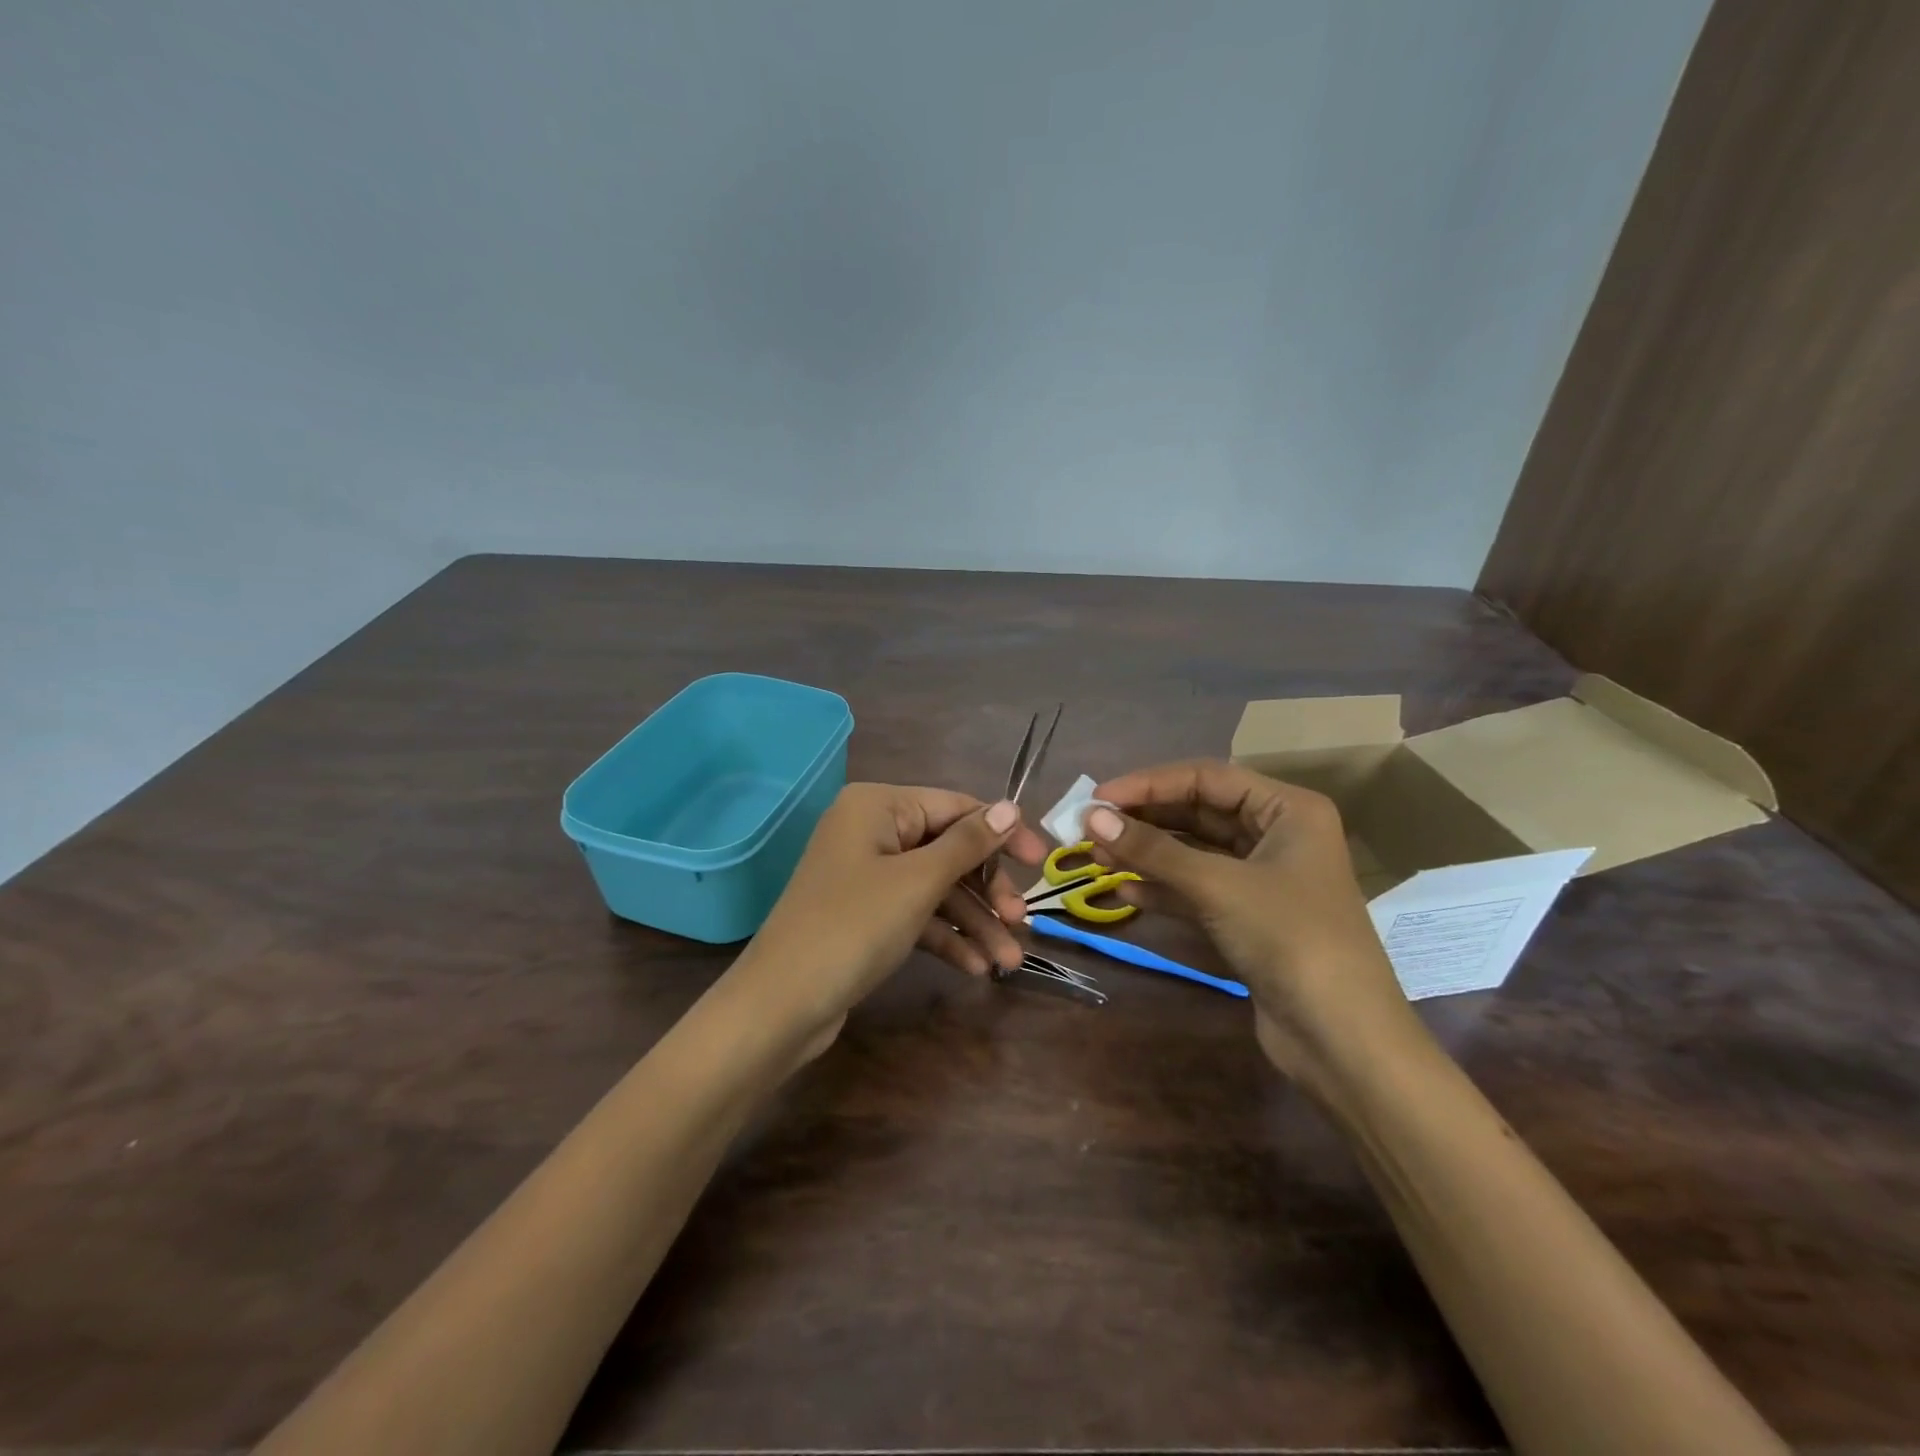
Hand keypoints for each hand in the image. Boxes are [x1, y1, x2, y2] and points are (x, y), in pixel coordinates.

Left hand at [736, 783, 1048, 1051]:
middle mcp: (871, 832)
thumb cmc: (854, 926)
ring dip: (973, 923)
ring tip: (1007, 962)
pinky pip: (915, 915)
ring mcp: (866, 876)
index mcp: (878, 806)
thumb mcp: (918, 881)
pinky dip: (944, 938)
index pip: (955, 807)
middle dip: (986, 889)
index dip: (1003, 833)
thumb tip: (1011, 806)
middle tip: (1020, 923)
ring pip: (935, 888)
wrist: (781, 1005)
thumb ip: (968, 843)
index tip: (1043, 862)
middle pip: (948, 850)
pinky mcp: (865, 916)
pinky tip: (975, 969)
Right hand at [1087, 760, 1414, 1084]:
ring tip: (1095, 855)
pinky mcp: (1248, 917)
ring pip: (1193, 852)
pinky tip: (1123, 892)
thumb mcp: (1217, 886)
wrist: (1342, 1040)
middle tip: (1088, 826)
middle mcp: (1277, 835)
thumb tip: (1091, 817)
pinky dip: (1162, 888)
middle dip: (1144, 819)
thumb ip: (1152, 850)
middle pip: (1198, 812)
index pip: (1207, 778)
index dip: (1149, 784)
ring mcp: (1263, 878)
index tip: (1097, 799)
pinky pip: (1196, 888)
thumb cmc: (1290, 939)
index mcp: (1288, 810)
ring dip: (1146, 853)